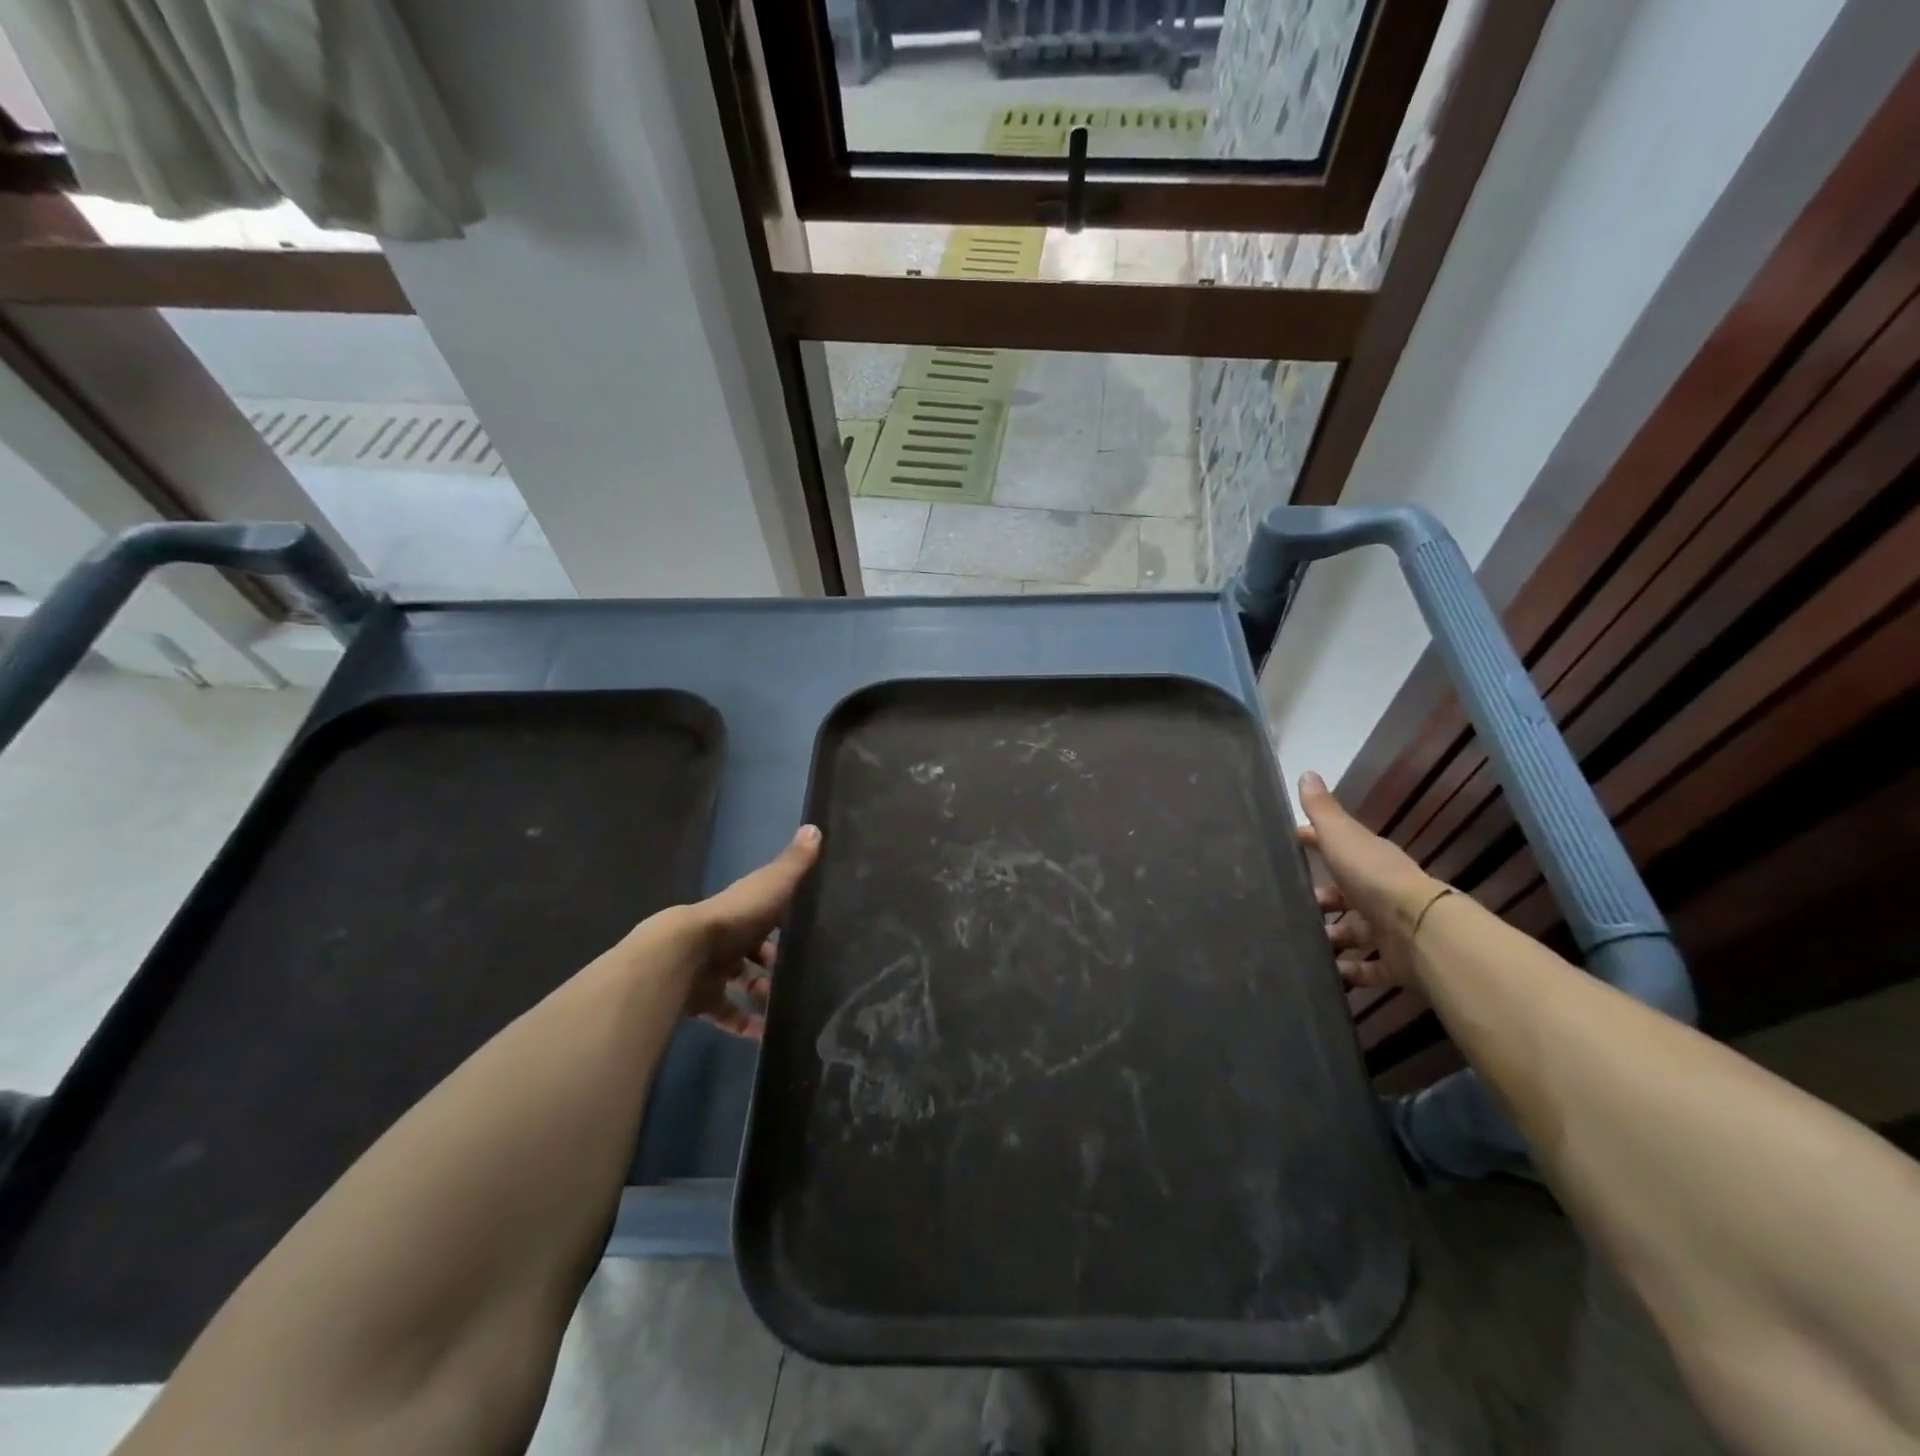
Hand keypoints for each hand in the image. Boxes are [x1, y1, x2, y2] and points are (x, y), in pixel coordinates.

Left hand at [637, 825, 821, 1037]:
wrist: (684, 954)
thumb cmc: (735, 917)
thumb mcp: (772, 885)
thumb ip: (794, 863)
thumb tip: (815, 826)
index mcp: (743, 912)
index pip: (766, 917)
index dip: (784, 928)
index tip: (807, 940)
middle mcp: (726, 939)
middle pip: (752, 954)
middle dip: (773, 967)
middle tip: (800, 981)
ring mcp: (712, 971)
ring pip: (741, 984)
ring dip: (762, 996)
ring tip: (787, 1010)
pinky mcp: (702, 1000)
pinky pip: (726, 1014)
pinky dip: (744, 1024)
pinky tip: (766, 1036)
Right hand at [1295, 772, 1442, 992]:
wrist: (1419, 931)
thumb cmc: (1373, 877)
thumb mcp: (1341, 837)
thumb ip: (1322, 810)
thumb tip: (1306, 772)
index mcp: (1368, 859)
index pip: (1336, 846)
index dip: (1311, 843)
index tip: (1286, 845)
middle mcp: (1380, 892)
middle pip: (1344, 894)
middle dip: (1319, 899)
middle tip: (1288, 908)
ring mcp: (1389, 928)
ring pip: (1353, 932)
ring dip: (1330, 937)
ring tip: (1301, 944)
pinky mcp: (1395, 962)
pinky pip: (1367, 968)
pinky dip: (1348, 972)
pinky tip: (1326, 973)